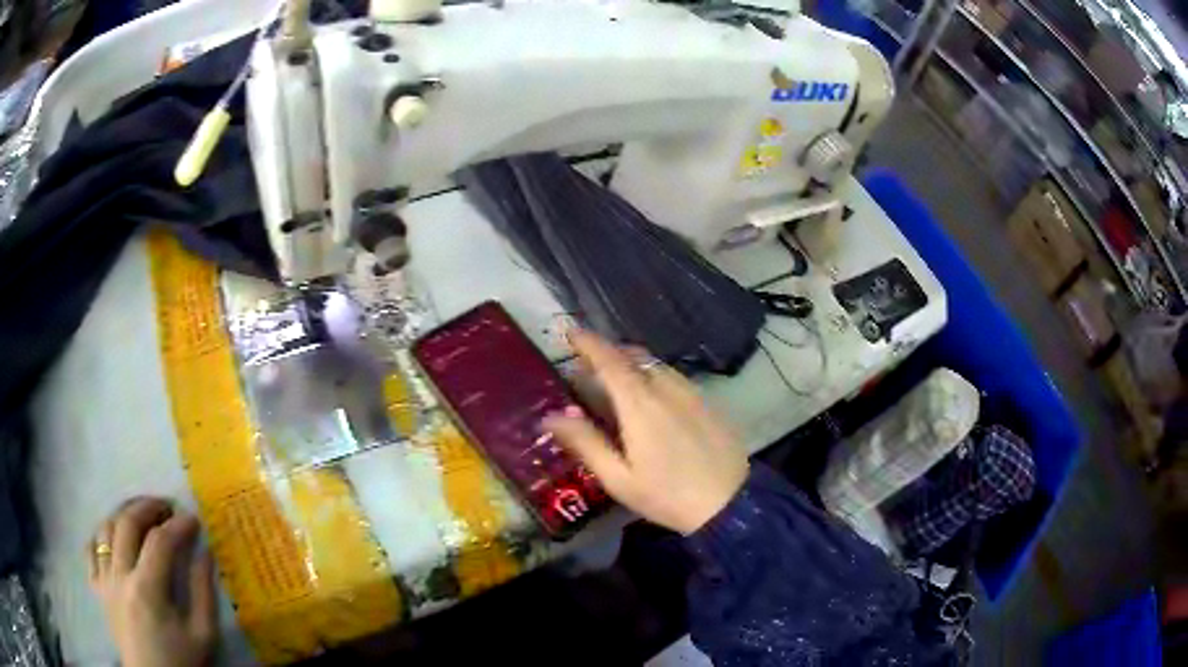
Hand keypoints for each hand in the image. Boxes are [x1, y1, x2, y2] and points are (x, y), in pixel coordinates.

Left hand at [87, 497, 216, 666]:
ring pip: (105, 528)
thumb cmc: (180, 661)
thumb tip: (205, 554)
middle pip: (127, 522)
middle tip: (166, 506)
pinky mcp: (96, 587)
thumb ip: (203, 593)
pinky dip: (101, 535)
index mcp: (147, 589)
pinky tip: (113, 538)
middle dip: (148, 507)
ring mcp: (104, 579)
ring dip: (123, 515)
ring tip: (140, 516)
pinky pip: (91, 549)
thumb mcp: (202, 636)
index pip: (160, 541)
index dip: (178, 525)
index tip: (193, 519)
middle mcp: (119, 575)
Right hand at [544, 330, 748, 533]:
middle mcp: (666, 388)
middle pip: (633, 356)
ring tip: (615, 382)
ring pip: (655, 365)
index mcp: (640, 404)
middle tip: (588, 366)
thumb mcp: (619, 478)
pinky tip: (650, 399)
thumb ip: (585, 443)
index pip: (609, 360)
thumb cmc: (667, 495)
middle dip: (608, 353)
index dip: (588, 343)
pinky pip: (673, 376)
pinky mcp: (707, 403)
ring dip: (631, 363)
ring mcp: (691, 393)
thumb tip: (551, 416)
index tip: (570, 332)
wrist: (730, 503)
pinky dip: (653, 375)